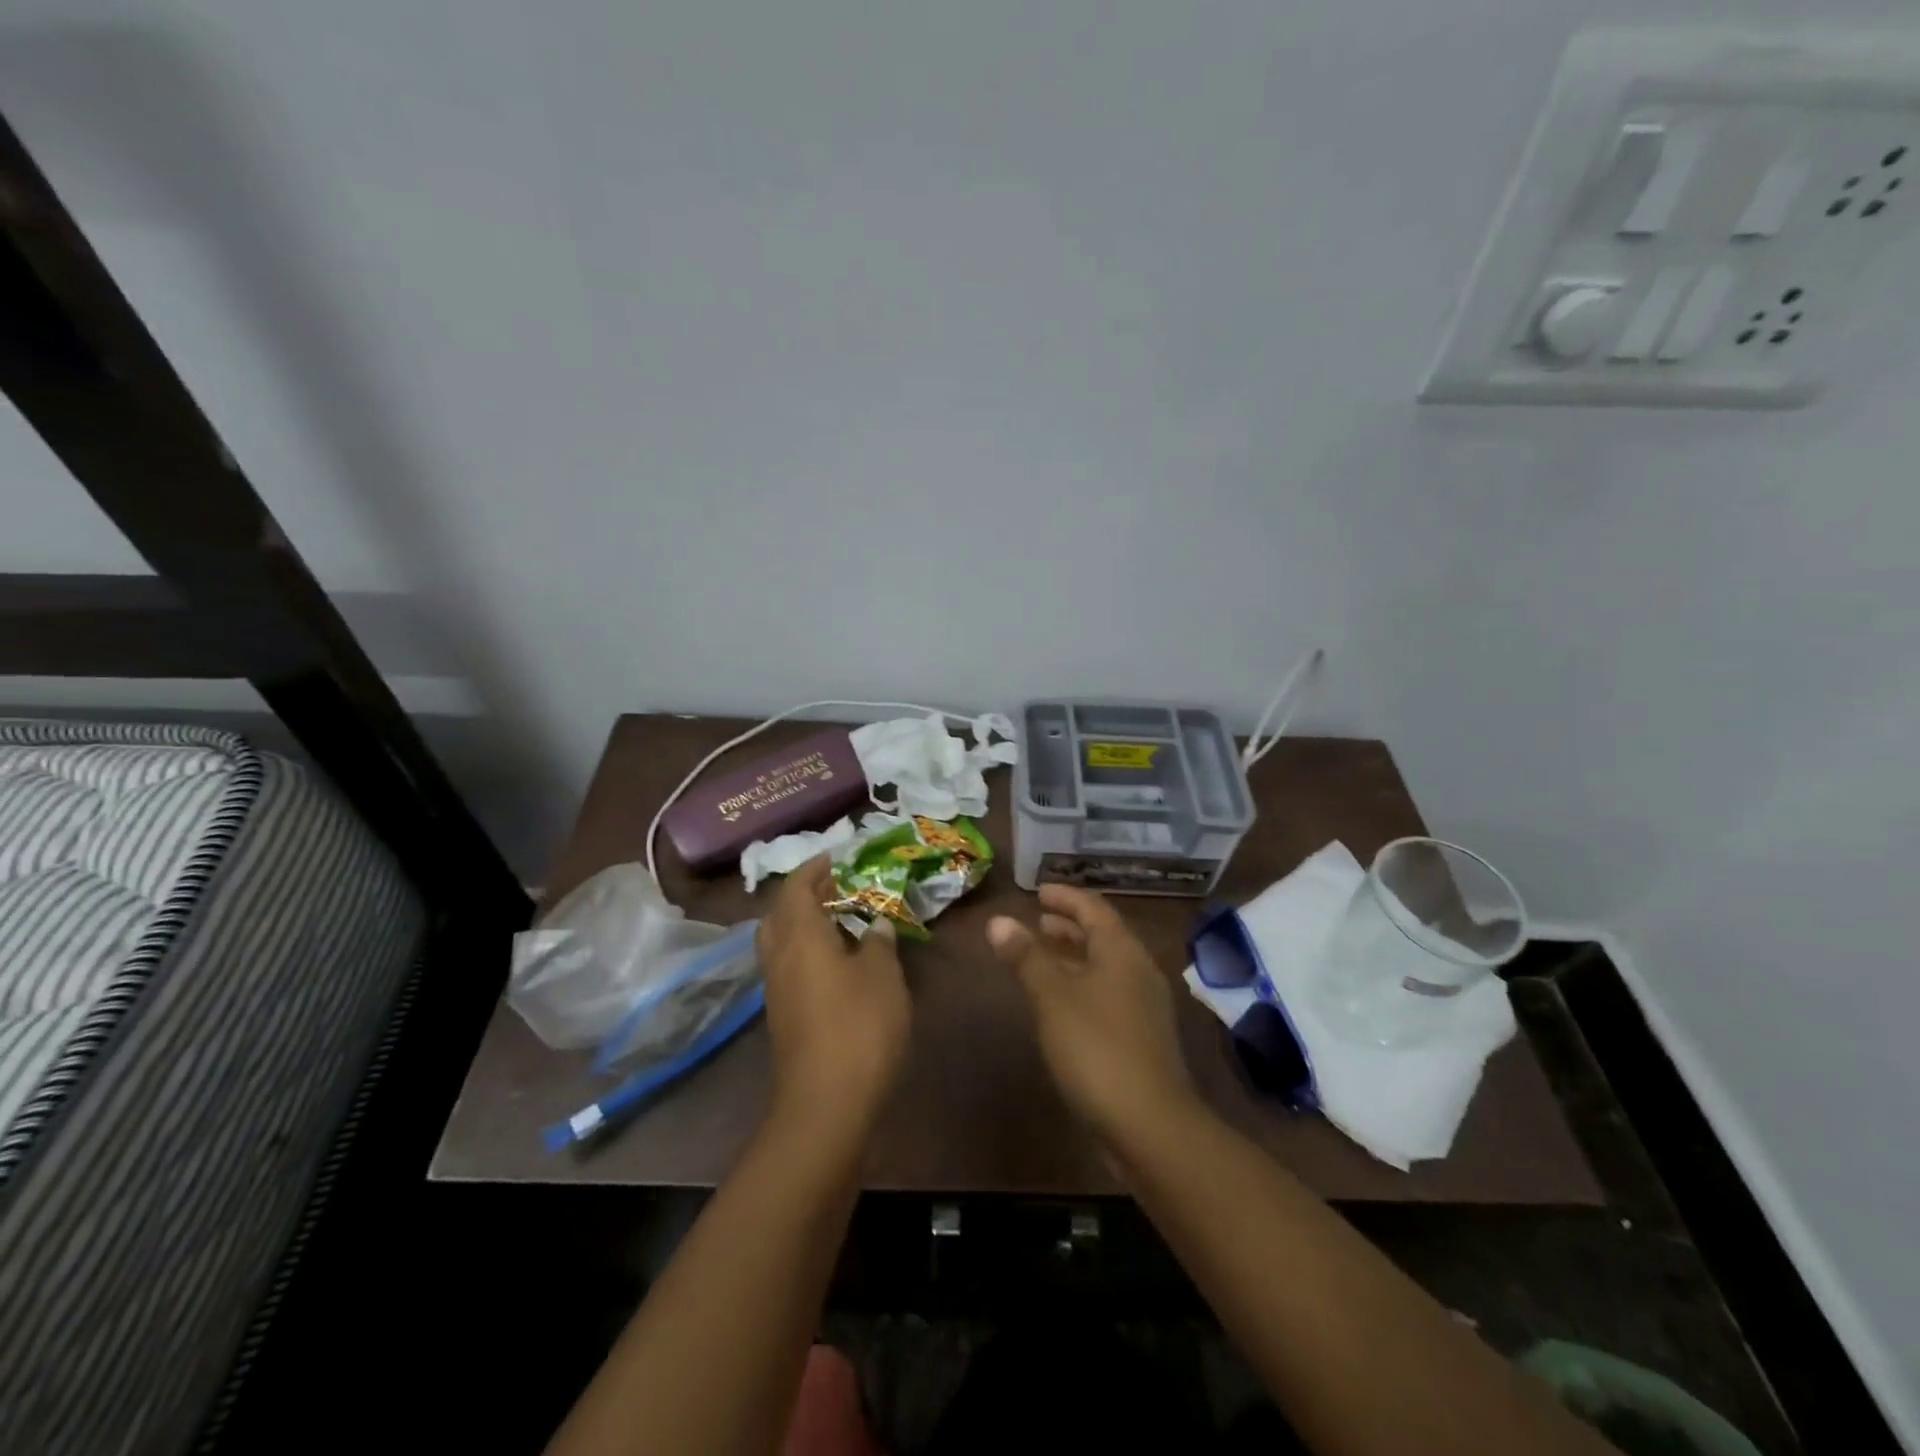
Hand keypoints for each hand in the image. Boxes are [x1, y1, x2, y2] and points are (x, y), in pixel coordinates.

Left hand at [756, 856, 911, 1136]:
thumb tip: (875, 924)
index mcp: (800, 935)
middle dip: (803, 894)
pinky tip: (836, 961)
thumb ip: (878, 942)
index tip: (836, 857)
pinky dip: (806, 951)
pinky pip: (788, 966)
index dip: (814, 868)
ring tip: (840, 920)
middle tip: (836, 887)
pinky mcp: (783, 1016)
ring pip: (780, 941)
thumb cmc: (859, 1026)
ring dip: (803, 923)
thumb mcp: (882, 975)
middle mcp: (779, 956)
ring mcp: (776, 989)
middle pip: (779, 913)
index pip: (796, 887)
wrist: (826, 1104)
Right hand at [987, 884, 1199, 1145]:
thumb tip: (998, 920)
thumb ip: (1026, 957)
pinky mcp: (1141, 1038)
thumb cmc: (1097, 1048)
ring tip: (1043, 955)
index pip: (1094, 908)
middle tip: (1038, 920)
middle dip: (1070, 926)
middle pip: (1103, 936)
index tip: (1038, 891)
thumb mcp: (1053, 998)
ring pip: (1105, 967)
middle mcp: (1139, 971)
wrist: (1150, 1125)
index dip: (1065, 897)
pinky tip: (1061, 1003)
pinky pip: (1108, 994)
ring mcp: (1144, 1007)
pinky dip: (1082, 985)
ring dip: (1075, 956)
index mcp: (1122, 952)